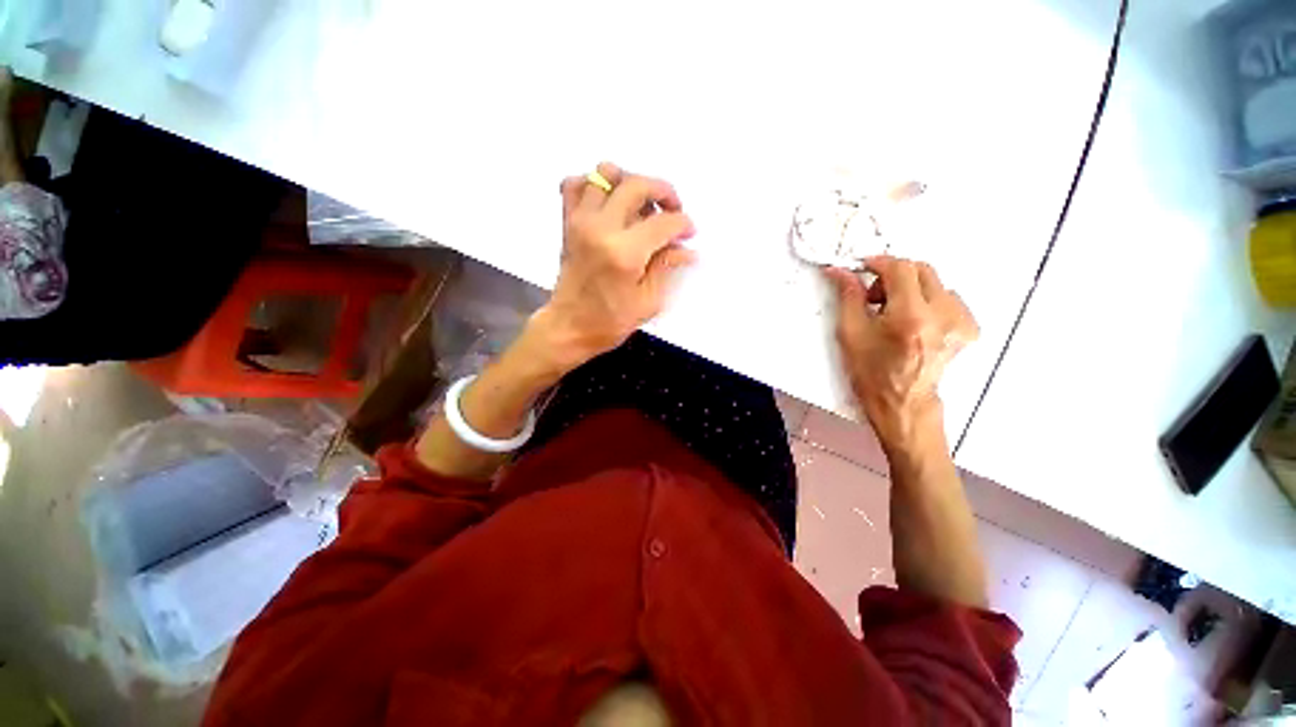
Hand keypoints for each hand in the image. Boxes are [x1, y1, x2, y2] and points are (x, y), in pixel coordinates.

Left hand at [530, 162, 696, 371]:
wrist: (568, 326)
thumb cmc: (610, 322)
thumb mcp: (648, 302)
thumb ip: (666, 267)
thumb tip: (687, 248)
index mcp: (624, 254)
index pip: (663, 222)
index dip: (683, 224)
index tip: (689, 233)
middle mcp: (601, 228)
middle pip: (637, 185)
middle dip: (664, 191)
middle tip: (672, 210)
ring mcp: (581, 221)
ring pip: (606, 173)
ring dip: (630, 182)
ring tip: (640, 205)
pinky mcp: (567, 222)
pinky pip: (575, 184)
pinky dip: (593, 184)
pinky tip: (608, 203)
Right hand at [825, 256, 977, 453]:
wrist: (902, 402)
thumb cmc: (871, 372)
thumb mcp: (850, 333)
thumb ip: (848, 297)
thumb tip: (839, 271)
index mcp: (910, 317)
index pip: (901, 268)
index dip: (879, 263)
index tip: (864, 268)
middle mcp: (943, 315)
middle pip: (921, 270)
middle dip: (894, 276)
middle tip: (875, 297)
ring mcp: (961, 321)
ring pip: (934, 283)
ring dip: (910, 289)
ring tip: (894, 314)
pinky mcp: (969, 327)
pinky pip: (948, 297)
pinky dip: (928, 301)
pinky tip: (914, 322)